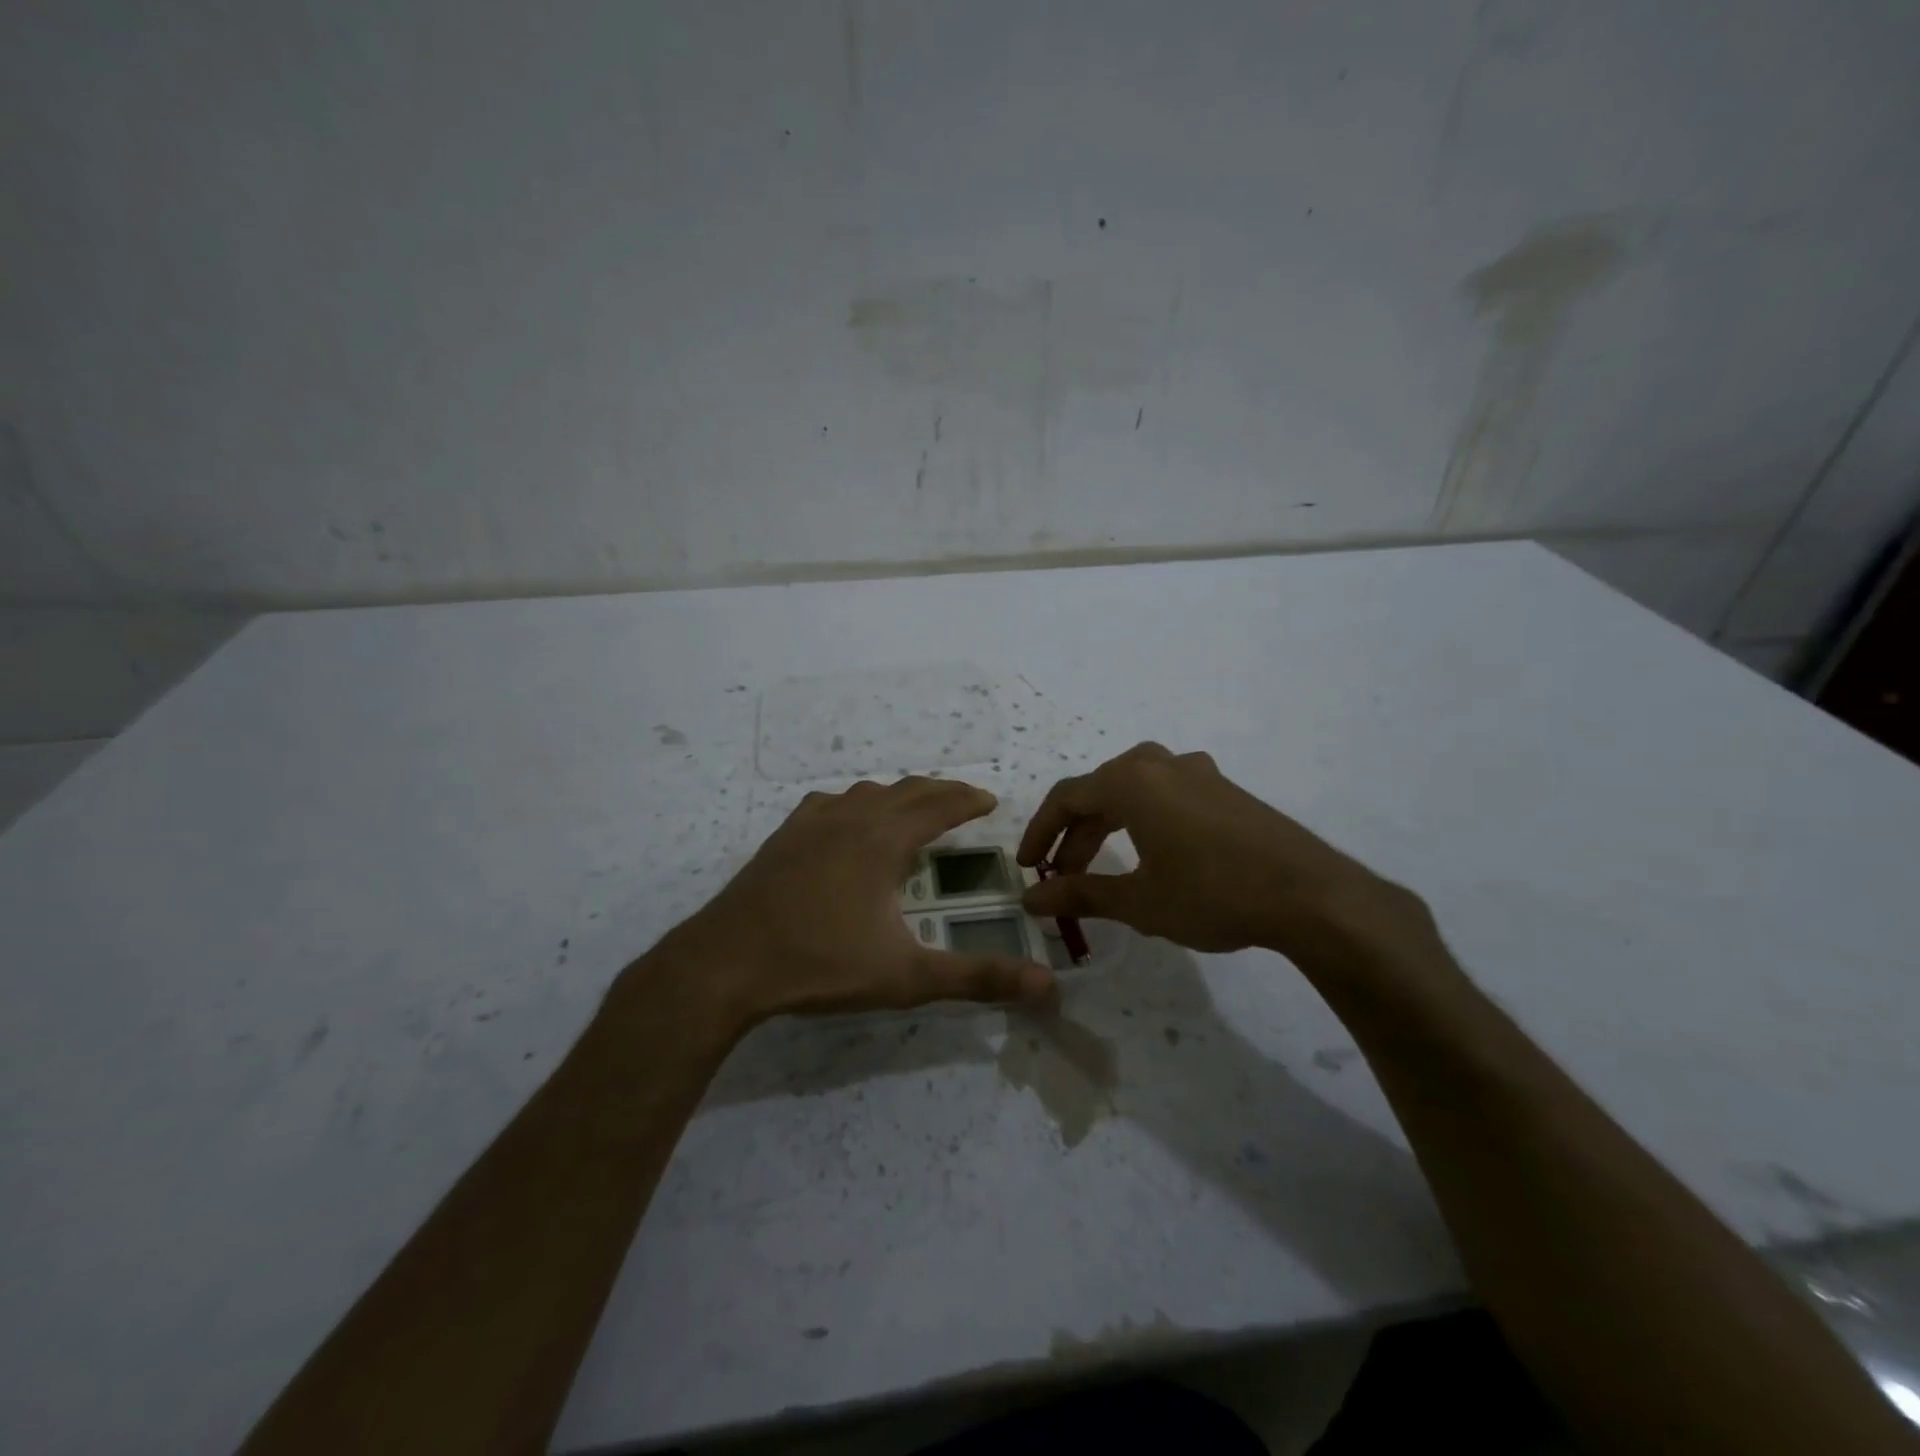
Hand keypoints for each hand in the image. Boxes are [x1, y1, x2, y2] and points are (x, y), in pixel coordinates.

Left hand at [655, 777, 1054, 1028]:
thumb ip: (976, 978)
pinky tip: (846, 820)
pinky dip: (853, 803)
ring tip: (913, 809)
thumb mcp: (906, 977)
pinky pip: (828, 804)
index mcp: (883, 841)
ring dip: (897, 795)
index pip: (938, 806)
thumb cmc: (821, 965)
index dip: (967, 800)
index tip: (989, 799)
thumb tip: (1046, 986)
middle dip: (939, 792)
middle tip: (963, 800)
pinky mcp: (782, 837)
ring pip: (865, 793)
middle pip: (905, 791)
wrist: (727, 963)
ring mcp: (811, 824)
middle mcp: (850, 819)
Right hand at [1017, 742, 1436, 969]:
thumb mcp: (1139, 900)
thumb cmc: (1212, 893)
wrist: (1310, 895)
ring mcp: (1197, 772)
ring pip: (1133, 792)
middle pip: (1098, 792)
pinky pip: (1165, 794)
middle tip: (1061, 877)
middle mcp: (1159, 763)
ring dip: (1108, 827)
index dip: (1039, 831)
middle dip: (1074, 835)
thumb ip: (1080, 895)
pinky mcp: (1224, 789)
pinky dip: (1142, 820)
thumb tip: (1030, 899)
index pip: (1066, 798)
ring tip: (1101, 868)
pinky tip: (1152, 853)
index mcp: (1130, 780)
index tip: (1026, 865)